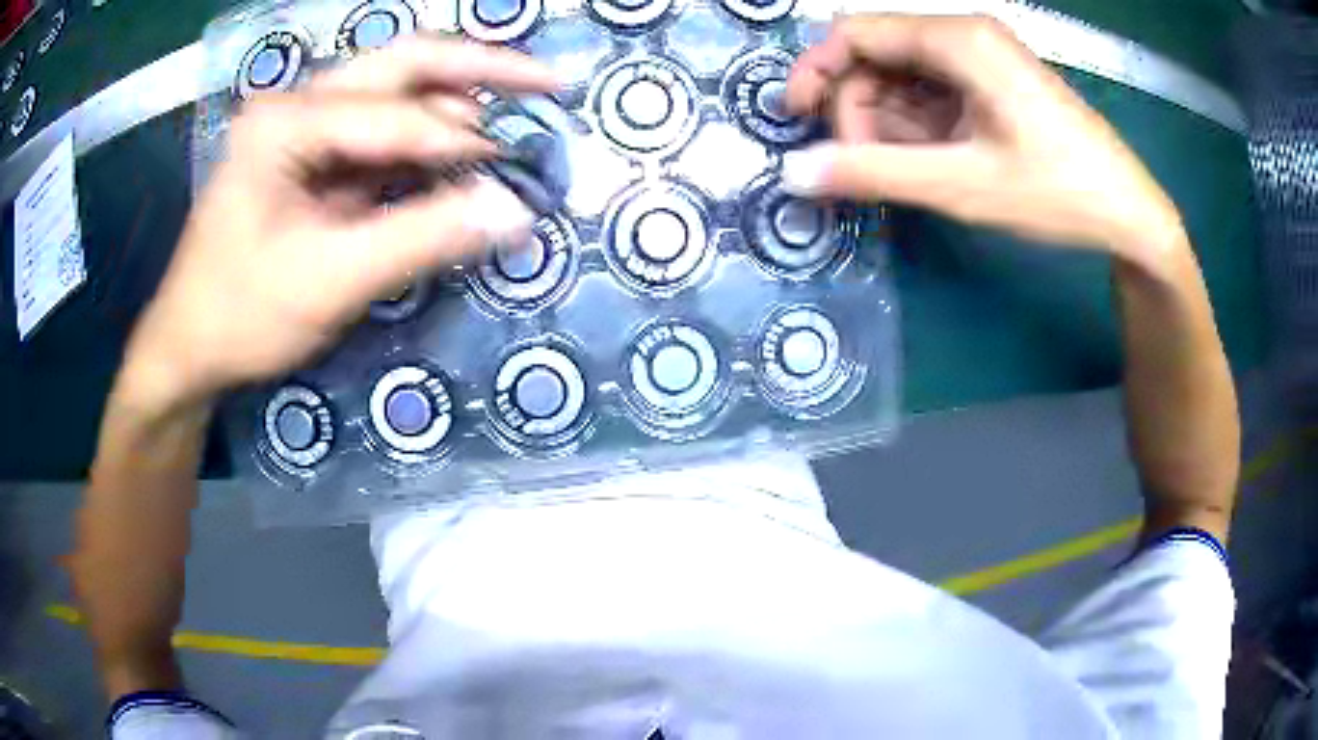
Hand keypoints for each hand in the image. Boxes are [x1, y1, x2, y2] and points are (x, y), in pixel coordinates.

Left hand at [122, 37, 556, 408]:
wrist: (187, 346)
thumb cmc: (241, 315)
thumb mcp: (330, 282)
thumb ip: (423, 237)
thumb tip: (515, 210)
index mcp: (286, 122)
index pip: (396, 114)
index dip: (463, 143)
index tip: (519, 176)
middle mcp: (297, 103)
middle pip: (403, 63)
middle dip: (479, 67)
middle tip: (547, 82)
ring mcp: (302, 124)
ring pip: (394, 89)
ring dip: (455, 102)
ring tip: (510, 125)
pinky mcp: (310, 154)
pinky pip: (381, 129)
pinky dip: (426, 139)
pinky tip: (458, 156)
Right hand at [782, 15, 1185, 272]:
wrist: (1128, 213)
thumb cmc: (1057, 192)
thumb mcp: (963, 186)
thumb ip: (874, 174)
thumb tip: (793, 172)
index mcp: (958, 39)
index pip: (855, 31)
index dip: (815, 71)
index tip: (796, 122)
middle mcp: (963, 36)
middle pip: (876, 56)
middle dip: (856, 110)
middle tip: (862, 170)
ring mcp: (979, 60)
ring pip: (901, 79)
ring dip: (885, 126)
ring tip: (898, 177)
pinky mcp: (990, 85)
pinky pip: (931, 96)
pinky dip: (914, 129)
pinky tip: (925, 165)